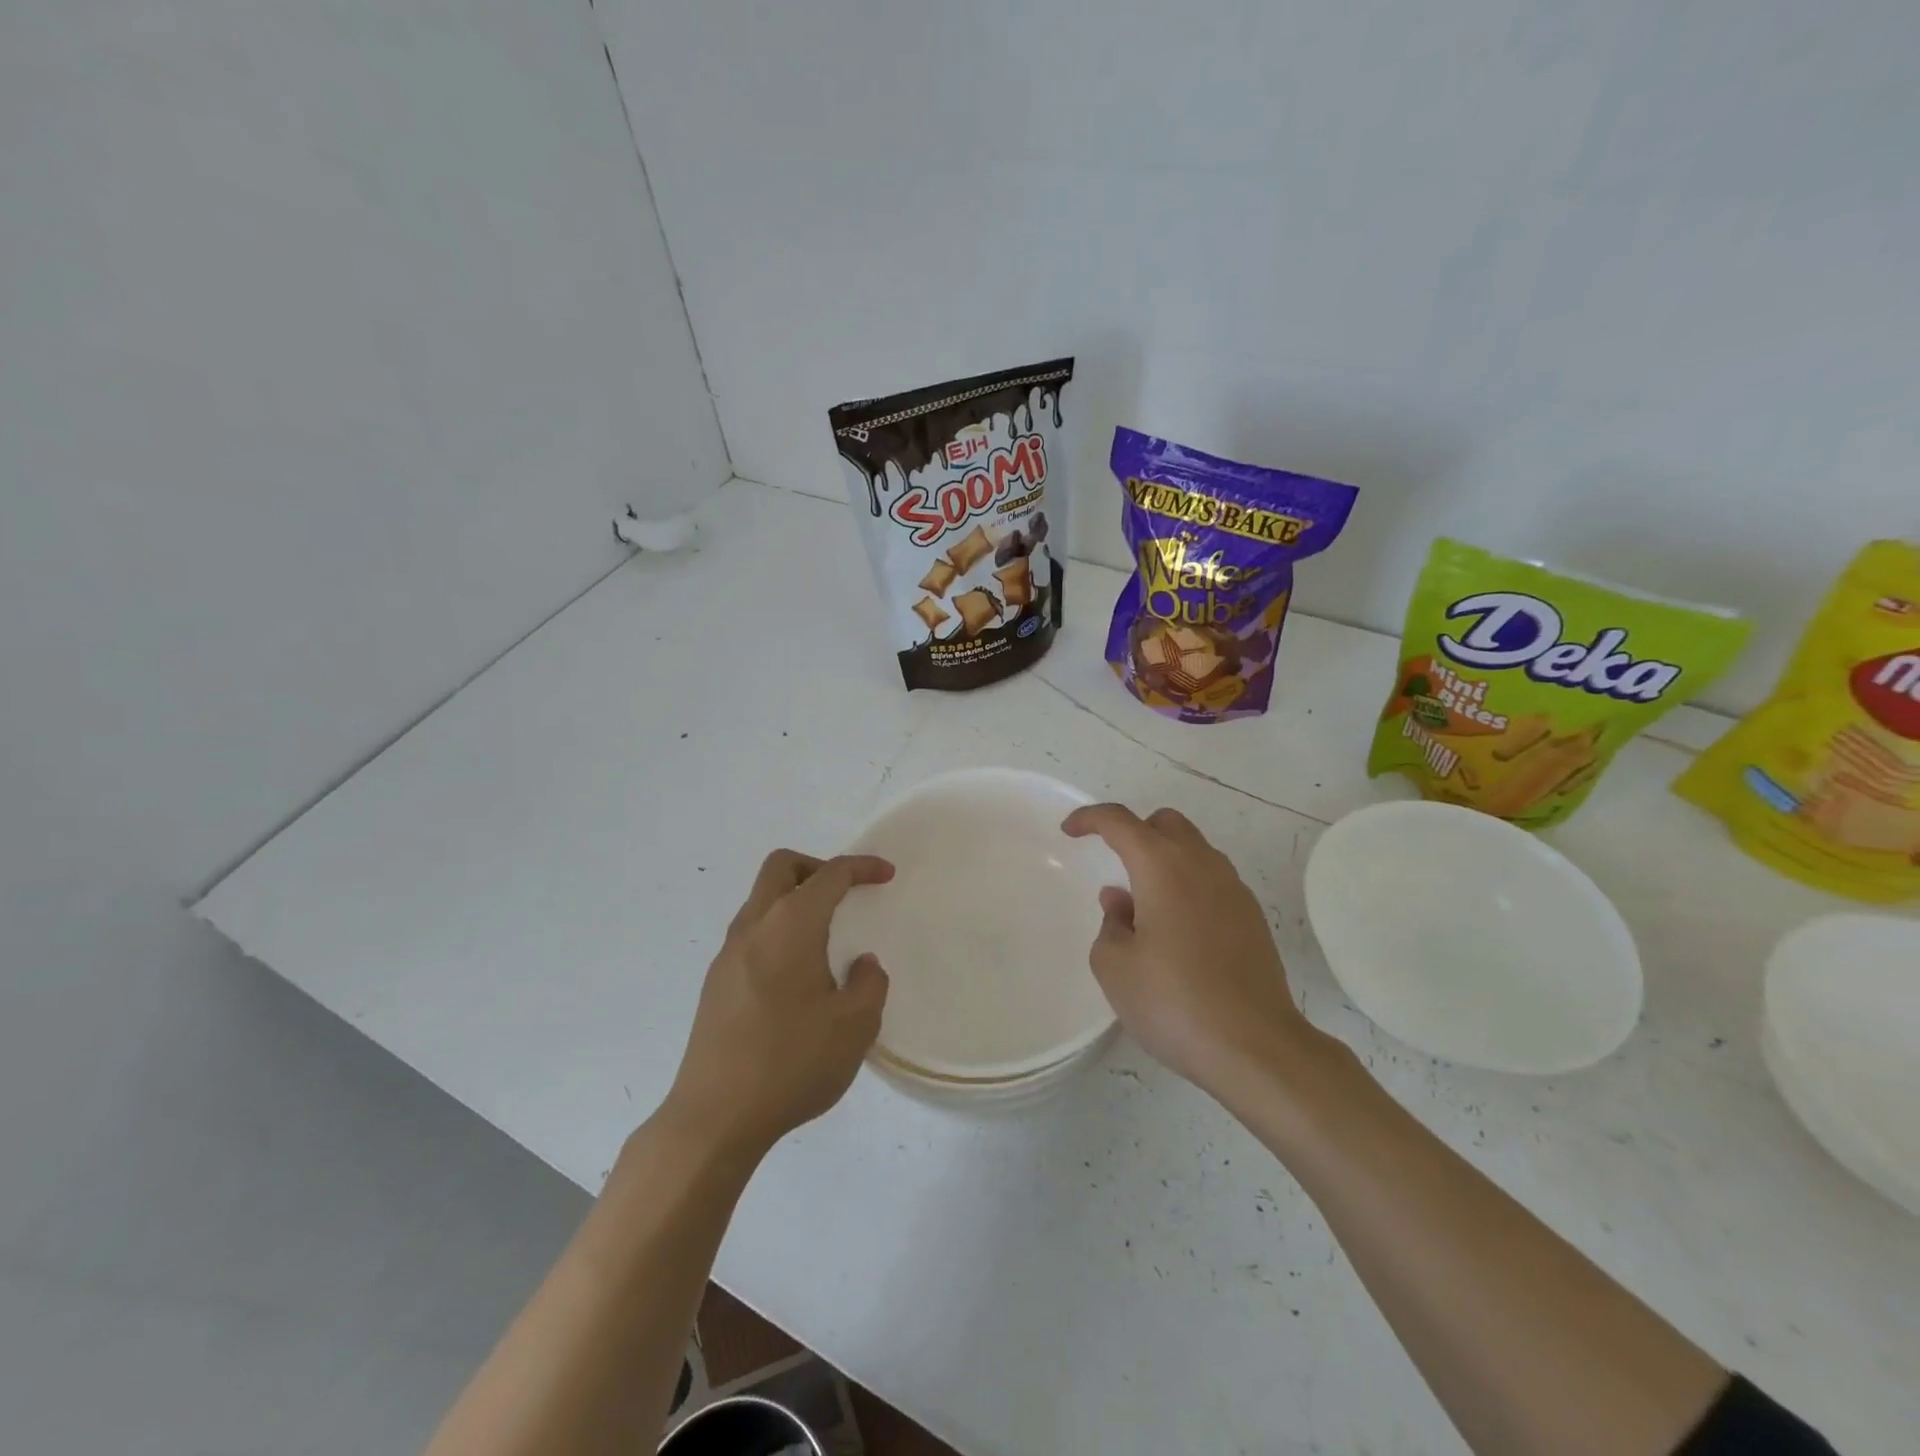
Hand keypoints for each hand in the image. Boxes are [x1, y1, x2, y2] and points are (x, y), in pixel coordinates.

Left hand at [662, 850, 892, 1160]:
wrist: (714, 1118)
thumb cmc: (792, 1063)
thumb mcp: (855, 1026)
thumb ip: (869, 984)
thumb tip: (862, 964)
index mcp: (791, 926)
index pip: (829, 875)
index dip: (861, 867)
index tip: (886, 874)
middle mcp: (754, 927)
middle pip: (781, 867)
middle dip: (818, 867)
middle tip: (845, 893)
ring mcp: (727, 955)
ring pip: (761, 900)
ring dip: (794, 899)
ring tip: (825, 938)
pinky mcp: (715, 984)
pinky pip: (751, 933)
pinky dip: (778, 930)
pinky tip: (795, 976)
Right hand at [1063, 804, 1317, 1098]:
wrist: (1255, 1047)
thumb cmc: (1173, 1001)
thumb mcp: (1115, 967)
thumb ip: (1110, 923)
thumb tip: (1122, 901)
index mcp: (1162, 866)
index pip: (1120, 821)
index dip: (1090, 818)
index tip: (1070, 831)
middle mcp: (1202, 865)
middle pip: (1165, 823)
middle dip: (1134, 832)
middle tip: (1114, 864)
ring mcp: (1234, 890)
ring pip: (1194, 850)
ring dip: (1164, 859)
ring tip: (1145, 905)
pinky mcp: (1253, 918)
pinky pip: (1212, 880)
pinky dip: (1188, 885)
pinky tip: (1178, 930)